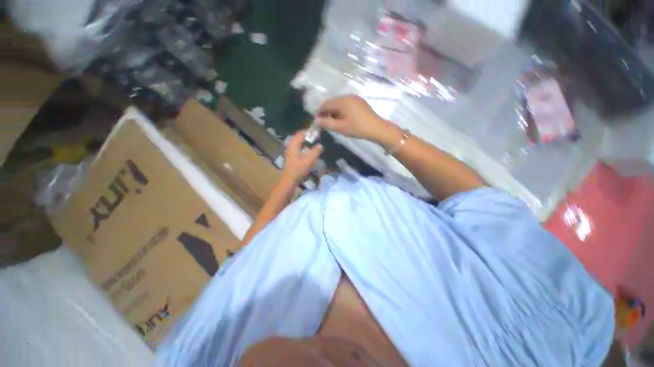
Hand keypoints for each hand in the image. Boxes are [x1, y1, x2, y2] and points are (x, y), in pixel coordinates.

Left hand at [281, 130, 322, 183]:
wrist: (288, 180)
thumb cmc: (298, 169)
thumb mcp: (309, 160)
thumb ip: (315, 152)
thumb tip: (320, 145)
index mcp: (294, 145)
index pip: (301, 133)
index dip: (309, 131)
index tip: (317, 131)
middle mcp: (290, 146)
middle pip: (299, 137)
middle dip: (307, 136)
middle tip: (316, 136)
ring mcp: (290, 152)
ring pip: (298, 143)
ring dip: (305, 141)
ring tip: (314, 142)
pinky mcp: (291, 157)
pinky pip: (298, 147)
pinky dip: (303, 146)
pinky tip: (309, 151)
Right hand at [316, 95, 399, 144]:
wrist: (376, 128)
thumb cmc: (357, 128)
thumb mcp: (340, 127)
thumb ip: (327, 123)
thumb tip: (316, 121)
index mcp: (342, 101)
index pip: (326, 103)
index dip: (319, 111)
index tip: (316, 120)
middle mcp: (348, 96)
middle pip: (333, 102)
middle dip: (327, 111)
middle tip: (323, 122)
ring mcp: (355, 98)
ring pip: (340, 103)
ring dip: (334, 111)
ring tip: (332, 122)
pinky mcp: (360, 103)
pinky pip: (347, 105)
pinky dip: (341, 111)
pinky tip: (342, 119)